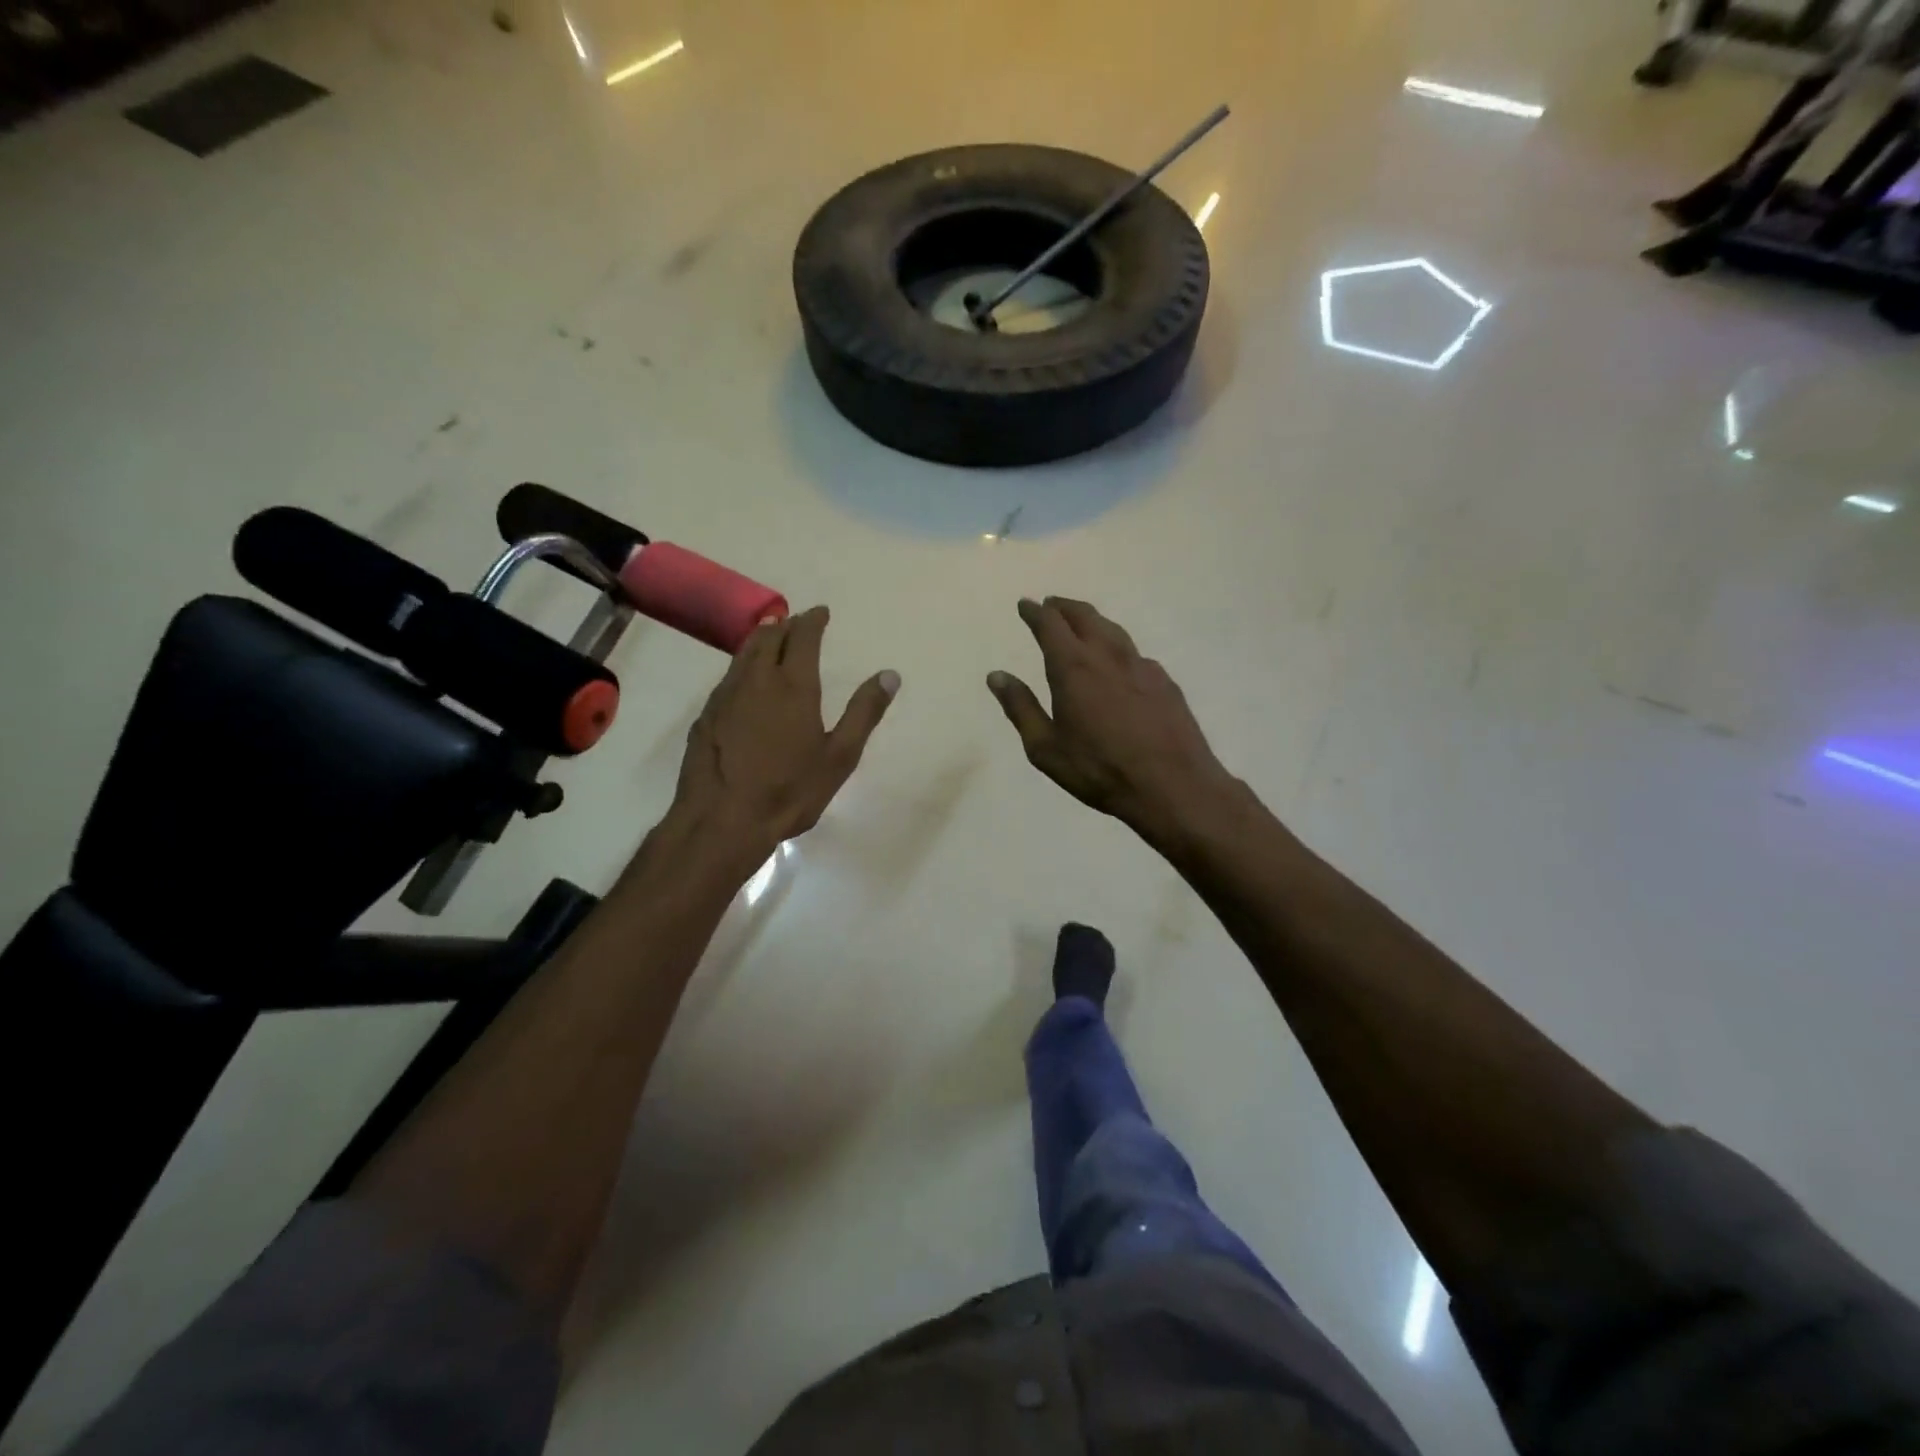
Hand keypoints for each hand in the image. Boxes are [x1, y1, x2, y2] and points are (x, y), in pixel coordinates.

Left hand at [671, 606, 897, 863]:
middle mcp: (756, 680)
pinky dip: (742, 665)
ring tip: (771, 636)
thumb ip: (864, 712)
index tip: (821, 612)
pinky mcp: (705, 716)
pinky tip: (745, 680)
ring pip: (743, 653)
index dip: (813, 620)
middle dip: (786, 625)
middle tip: (798, 622)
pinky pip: (728, 677)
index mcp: (793, 686)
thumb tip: (889, 675)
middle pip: (769, 638)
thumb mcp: (839, 756)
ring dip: (761, 639)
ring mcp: (724, 696)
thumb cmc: (789, 791)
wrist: (721, 821)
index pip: (803, 637)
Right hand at [988, 597, 1234, 841]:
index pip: (1050, 624)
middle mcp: (1108, 655)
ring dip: (1092, 621)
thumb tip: (997, 676)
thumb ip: (1020, 708)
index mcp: (1073, 667)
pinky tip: (1117, 665)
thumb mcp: (1045, 747)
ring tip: (1082, 624)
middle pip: (1084, 616)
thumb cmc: (1098, 770)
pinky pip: (1134, 654)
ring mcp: (1141, 666)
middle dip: (1064, 607)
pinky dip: (1117, 648)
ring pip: (1113, 630)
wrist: (1172, 785)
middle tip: (1051, 605)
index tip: (1025, 604)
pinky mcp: (1164, 682)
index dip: (1034, 612)